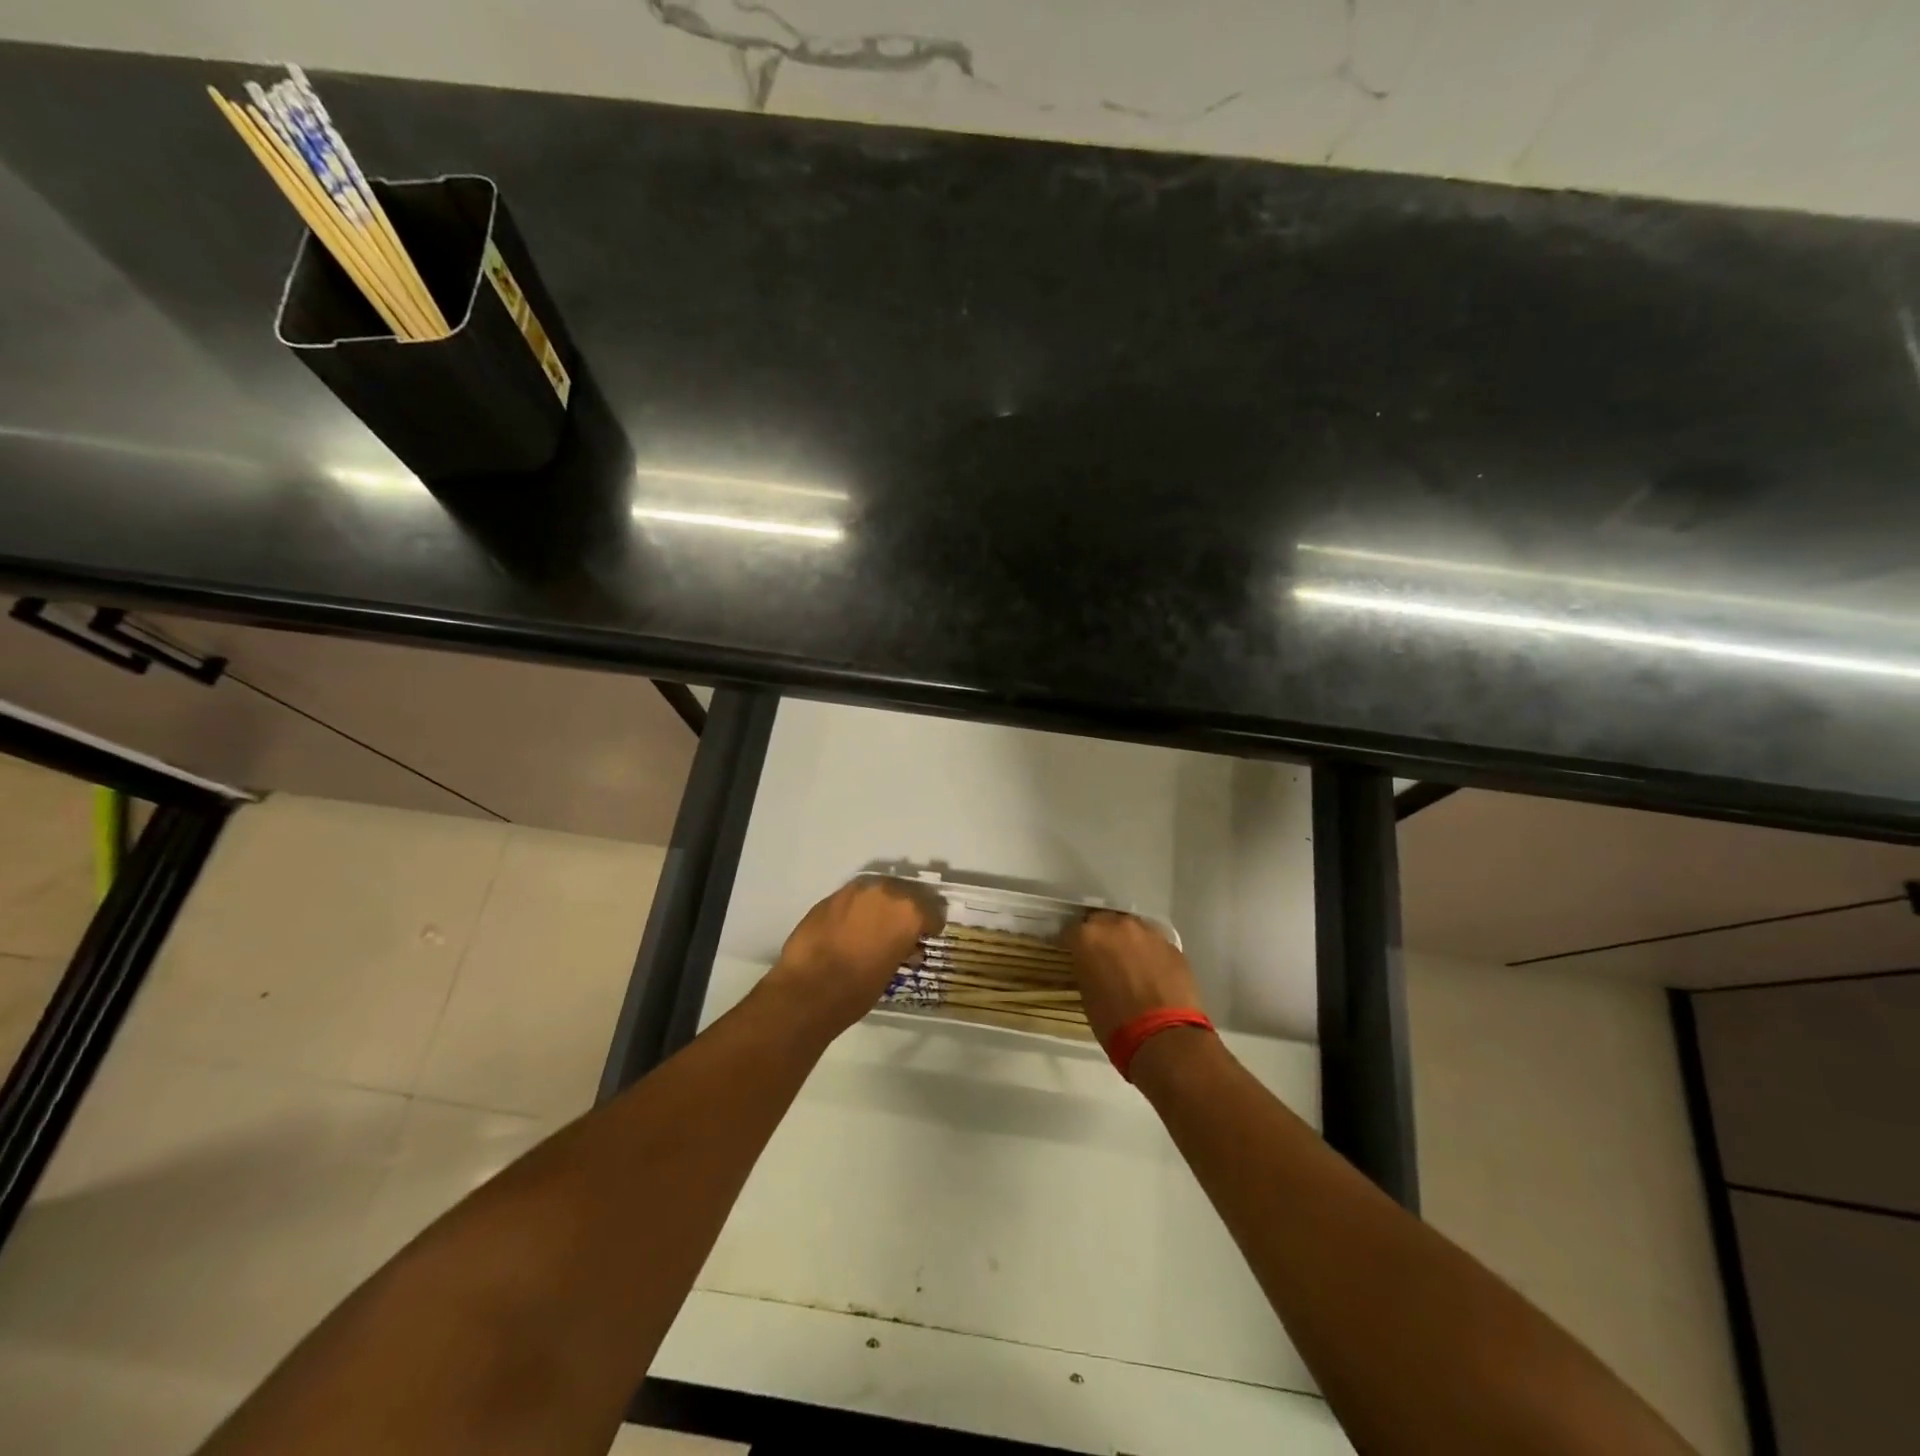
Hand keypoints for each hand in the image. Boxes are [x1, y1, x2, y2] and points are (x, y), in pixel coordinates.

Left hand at [765, 878, 942, 1036]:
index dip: (930, 925)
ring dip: (880, 906)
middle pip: (905, 894)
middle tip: (902, 929)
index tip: (928, 936)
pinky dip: (856, 910)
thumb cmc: (858, 989)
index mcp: (909, 912)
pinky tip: (850, 928)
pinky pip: (852, 899)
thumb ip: (902, 949)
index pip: (932, 912)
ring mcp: (854, 891)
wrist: (808, 990)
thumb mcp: (892, 971)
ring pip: (876, 892)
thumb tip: (906, 947)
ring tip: (875, 926)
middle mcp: (885, 892)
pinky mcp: (829, 897)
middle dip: (905, 910)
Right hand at [1067, 910, 1205, 1044]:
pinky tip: (1152, 972)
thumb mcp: (1087, 994)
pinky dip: (1149, 953)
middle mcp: (1117, 925)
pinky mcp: (1172, 945)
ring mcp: (1148, 933)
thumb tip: (1091, 966)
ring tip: (1129, 963)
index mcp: (1089, 937)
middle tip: (1101, 957)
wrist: (1164, 1036)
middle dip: (1101, 936)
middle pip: (1103, 921)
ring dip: (1127, 941)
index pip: (1071, 931)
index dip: (1071, 943)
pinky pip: (1154, 943)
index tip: (1072, 954)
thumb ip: (1087, 968)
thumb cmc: (1115, 1021)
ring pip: (1131, 929)